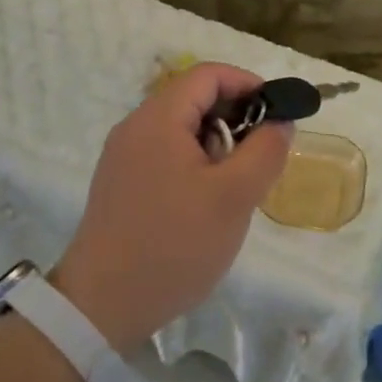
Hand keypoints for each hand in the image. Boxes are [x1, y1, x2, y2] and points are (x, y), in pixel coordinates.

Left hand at [52, 63, 292, 351]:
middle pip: (193, 98)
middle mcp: (135, 128)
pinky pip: (165, 153)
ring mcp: (123, 157)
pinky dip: (195, 162)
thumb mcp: (235, 197)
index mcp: (158, 119)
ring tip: (235, 184)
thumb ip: (266, 150)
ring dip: (216, 143)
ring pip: (181, 128)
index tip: (277, 113)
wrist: (102, 308)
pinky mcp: (120, 184)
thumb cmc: (174, 245)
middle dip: (235, 117)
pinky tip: (206, 202)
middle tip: (260, 155)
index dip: (248, 84)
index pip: (208, 74)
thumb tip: (280, 122)